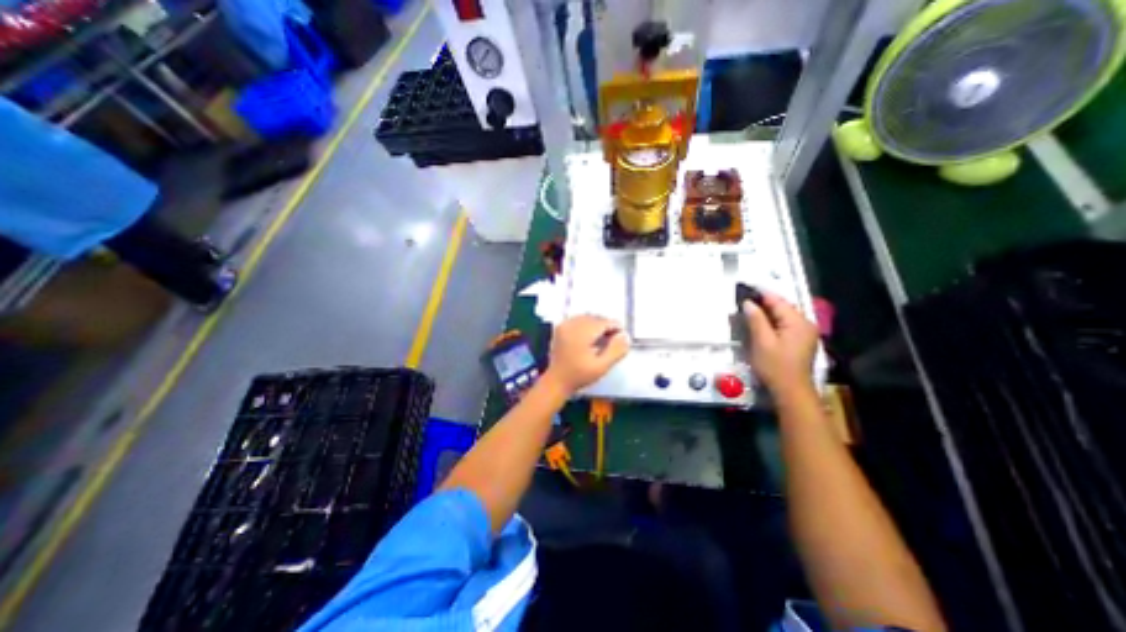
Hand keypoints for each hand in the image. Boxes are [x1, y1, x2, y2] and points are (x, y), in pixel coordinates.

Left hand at [549, 316, 631, 393]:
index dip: (615, 327)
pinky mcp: (560, 328)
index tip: (621, 337)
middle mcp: (571, 324)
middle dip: (606, 326)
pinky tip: (589, 337)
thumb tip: (624, 336)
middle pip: (595, 318)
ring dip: (596, 325)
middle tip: (612, 340)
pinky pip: (577, 320)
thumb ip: (615, 350)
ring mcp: (564, 325)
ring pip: (587, 318)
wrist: (556, 381)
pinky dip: (586, 325)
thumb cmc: (580, 376)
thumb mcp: (602, 366)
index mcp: (581, 333)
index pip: (603, 322)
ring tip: (601, 339)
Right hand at [746, 292, 819, 392]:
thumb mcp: (762, 342)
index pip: (778, 301)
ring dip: (767, 312)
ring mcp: (805, 333)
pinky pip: (785, 324)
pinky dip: (772, 321)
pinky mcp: (801, 341)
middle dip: (763, 302)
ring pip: (783, 316)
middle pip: (782, 307)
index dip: (760, 293)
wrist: (791, 392)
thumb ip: (756, 320)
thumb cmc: (775, 366)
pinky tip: (760, 323)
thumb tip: (748, 303)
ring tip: (748, 309)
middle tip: (743, 299)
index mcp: (798, 322)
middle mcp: (805, 324)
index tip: (744, 287)